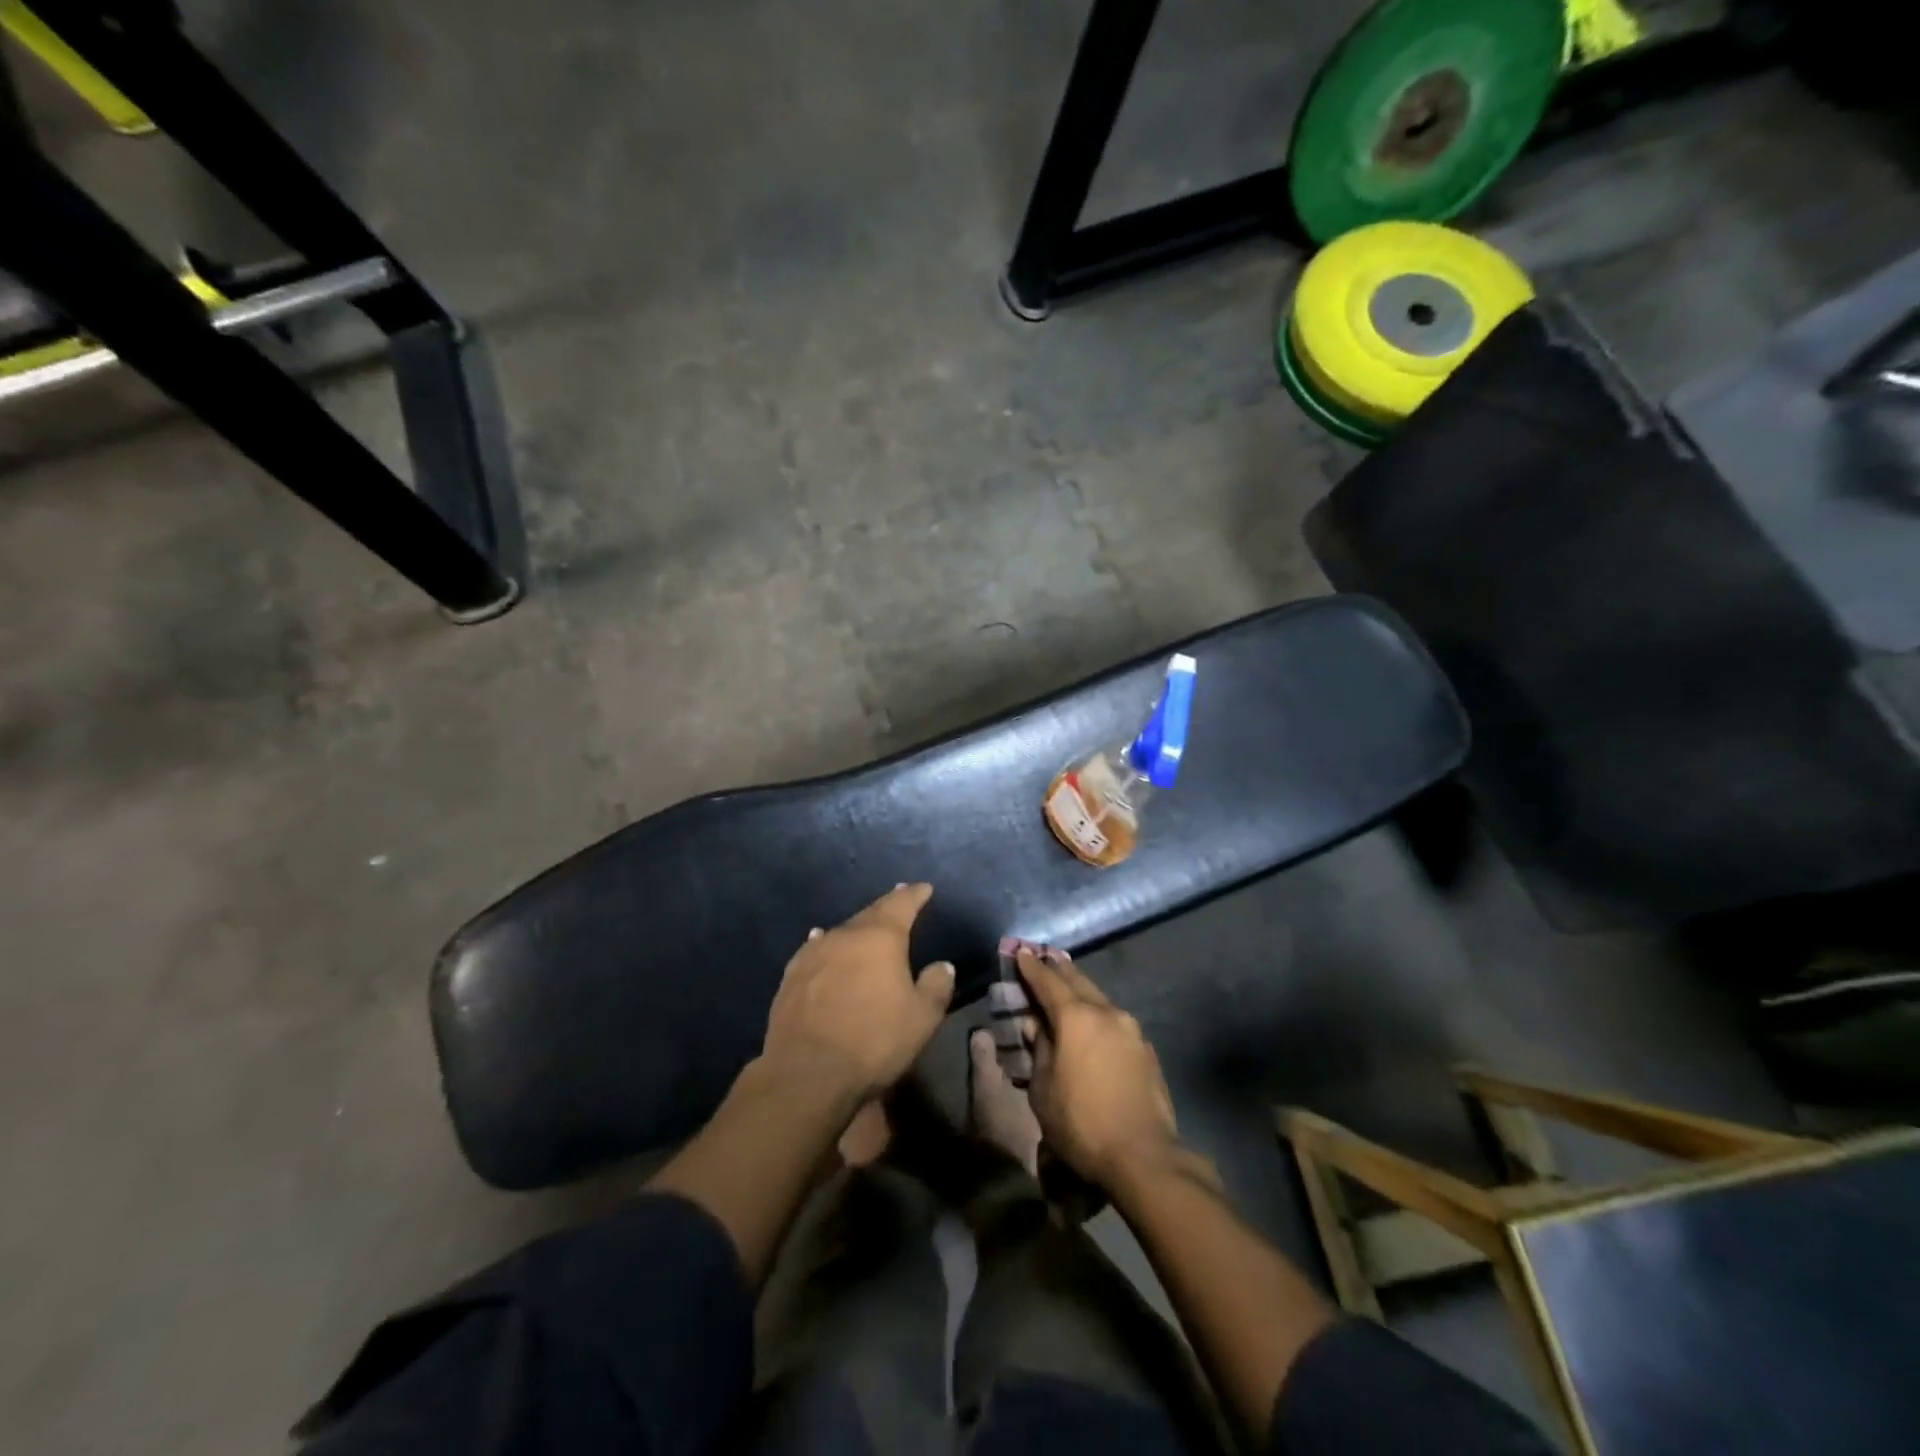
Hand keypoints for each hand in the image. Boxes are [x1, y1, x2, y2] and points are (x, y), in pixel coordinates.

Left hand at [761, 883, 953, 1101]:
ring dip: (857, 928)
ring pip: (841, 931)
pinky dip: (826, 944)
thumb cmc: (873, 1040)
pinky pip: (815, 949)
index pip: (901, 904)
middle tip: (899, 898)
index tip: (924, 888)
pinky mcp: (792, 976)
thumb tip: (942, 966)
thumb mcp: (921, 1018)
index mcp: (881, 937)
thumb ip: (935, 986)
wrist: (807, 1072)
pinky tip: (821, 941)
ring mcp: (813, 953)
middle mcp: (845, 935)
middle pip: (870, 913)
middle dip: (887, 906)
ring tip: (866, 925)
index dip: (914, 895)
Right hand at [1018, 948, 1179, 1187]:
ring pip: (1101, 1000)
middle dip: (1060, 970)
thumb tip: (1037, 1026)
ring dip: (1082, 992)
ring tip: (1069, 988)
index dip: (1032, 968)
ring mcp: (1132, 1030)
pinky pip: (1116, 1023)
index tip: (1021, 953)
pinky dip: (1100, 1017)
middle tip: (1046, 959)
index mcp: (1076, 1018)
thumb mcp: (1043, 1090)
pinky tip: (1095, 1028)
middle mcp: (1107, 1013)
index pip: (1048, 982)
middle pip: (1079, 982)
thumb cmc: (1081, 1123)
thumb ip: (1039, 1050)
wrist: (1144, 1157)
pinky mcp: (1146, 1051)